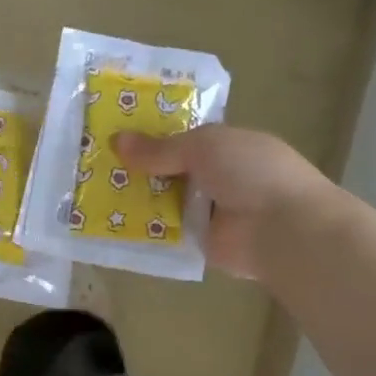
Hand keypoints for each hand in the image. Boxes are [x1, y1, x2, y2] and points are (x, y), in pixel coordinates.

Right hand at [112, 125, 337, 280]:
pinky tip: (109, 223)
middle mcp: (218, 176)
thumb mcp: (203, 146)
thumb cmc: (251, 172)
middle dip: (137, 168)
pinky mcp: (200, 241)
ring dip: (136, 198)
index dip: (151, 136)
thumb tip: (116, 140)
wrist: (283, 229)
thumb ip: (160, 147)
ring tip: (91, 191)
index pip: (182, 139)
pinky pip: (165, 232)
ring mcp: (209, 211)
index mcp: (226, 146)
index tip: (114, 134)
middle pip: (169, 170)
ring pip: (164, 200)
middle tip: (94, 163)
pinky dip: (143, 228)